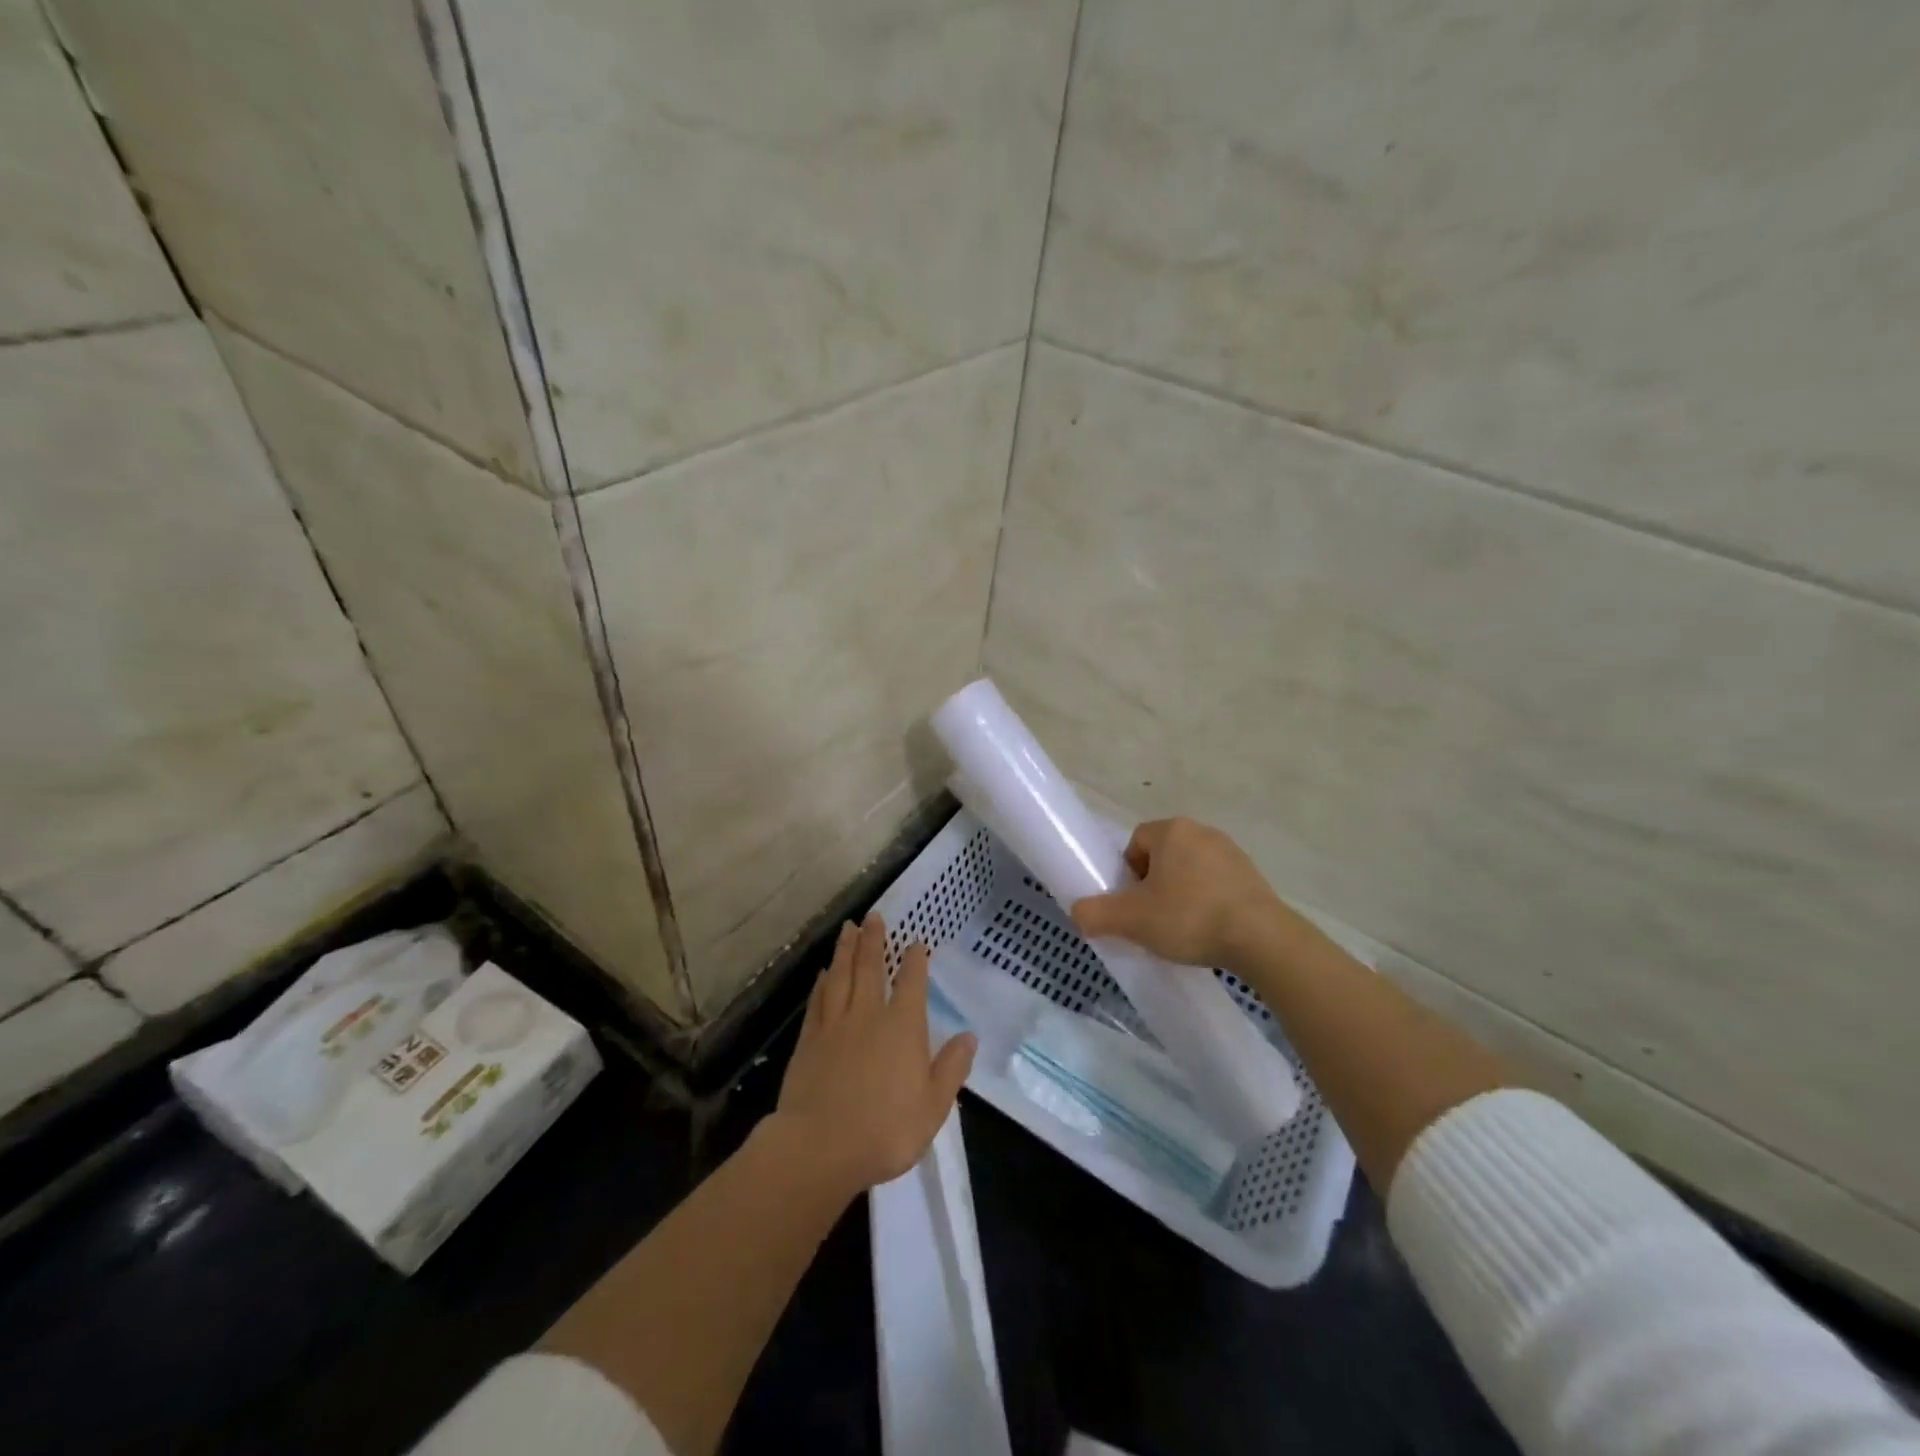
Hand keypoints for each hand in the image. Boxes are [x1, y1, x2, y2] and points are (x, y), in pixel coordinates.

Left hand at [770, 913, 976, 1193]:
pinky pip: (817, 1002)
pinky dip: (821, 983)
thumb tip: (969, 1036)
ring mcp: (835, 1025)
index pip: (912, 982)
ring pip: (841, 976)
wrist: (820, 1146)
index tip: (916, 942)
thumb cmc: (886, 1129)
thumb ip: (951, 1068)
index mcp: (903, 1026)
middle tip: (873, 915)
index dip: (915, 960)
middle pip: (870, 967)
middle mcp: (869, 1014)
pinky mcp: (809, 1041)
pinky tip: (822, 973)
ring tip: (848, 928)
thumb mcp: (933, 1105)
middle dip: (873, 940)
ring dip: (845, 950)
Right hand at [1071, 817, 1298, 968]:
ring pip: (1189, 870)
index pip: (1135, 843)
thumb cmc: (1190, 918)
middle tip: (1152, 919)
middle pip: (1161, 856)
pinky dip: (1206, 903)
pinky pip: (1216, 884)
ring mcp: (1232, 852)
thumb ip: (1096, 913)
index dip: (1127, 875)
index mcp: (1171, 830)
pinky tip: (1209, 930)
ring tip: (1181, 929)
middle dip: (1152, 885)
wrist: (1262, 940)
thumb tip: (1079, 912)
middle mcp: (1202, 831)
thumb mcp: (1131, 920)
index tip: (1133, 905)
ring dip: (1180, 894)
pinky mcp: (1253, 876)